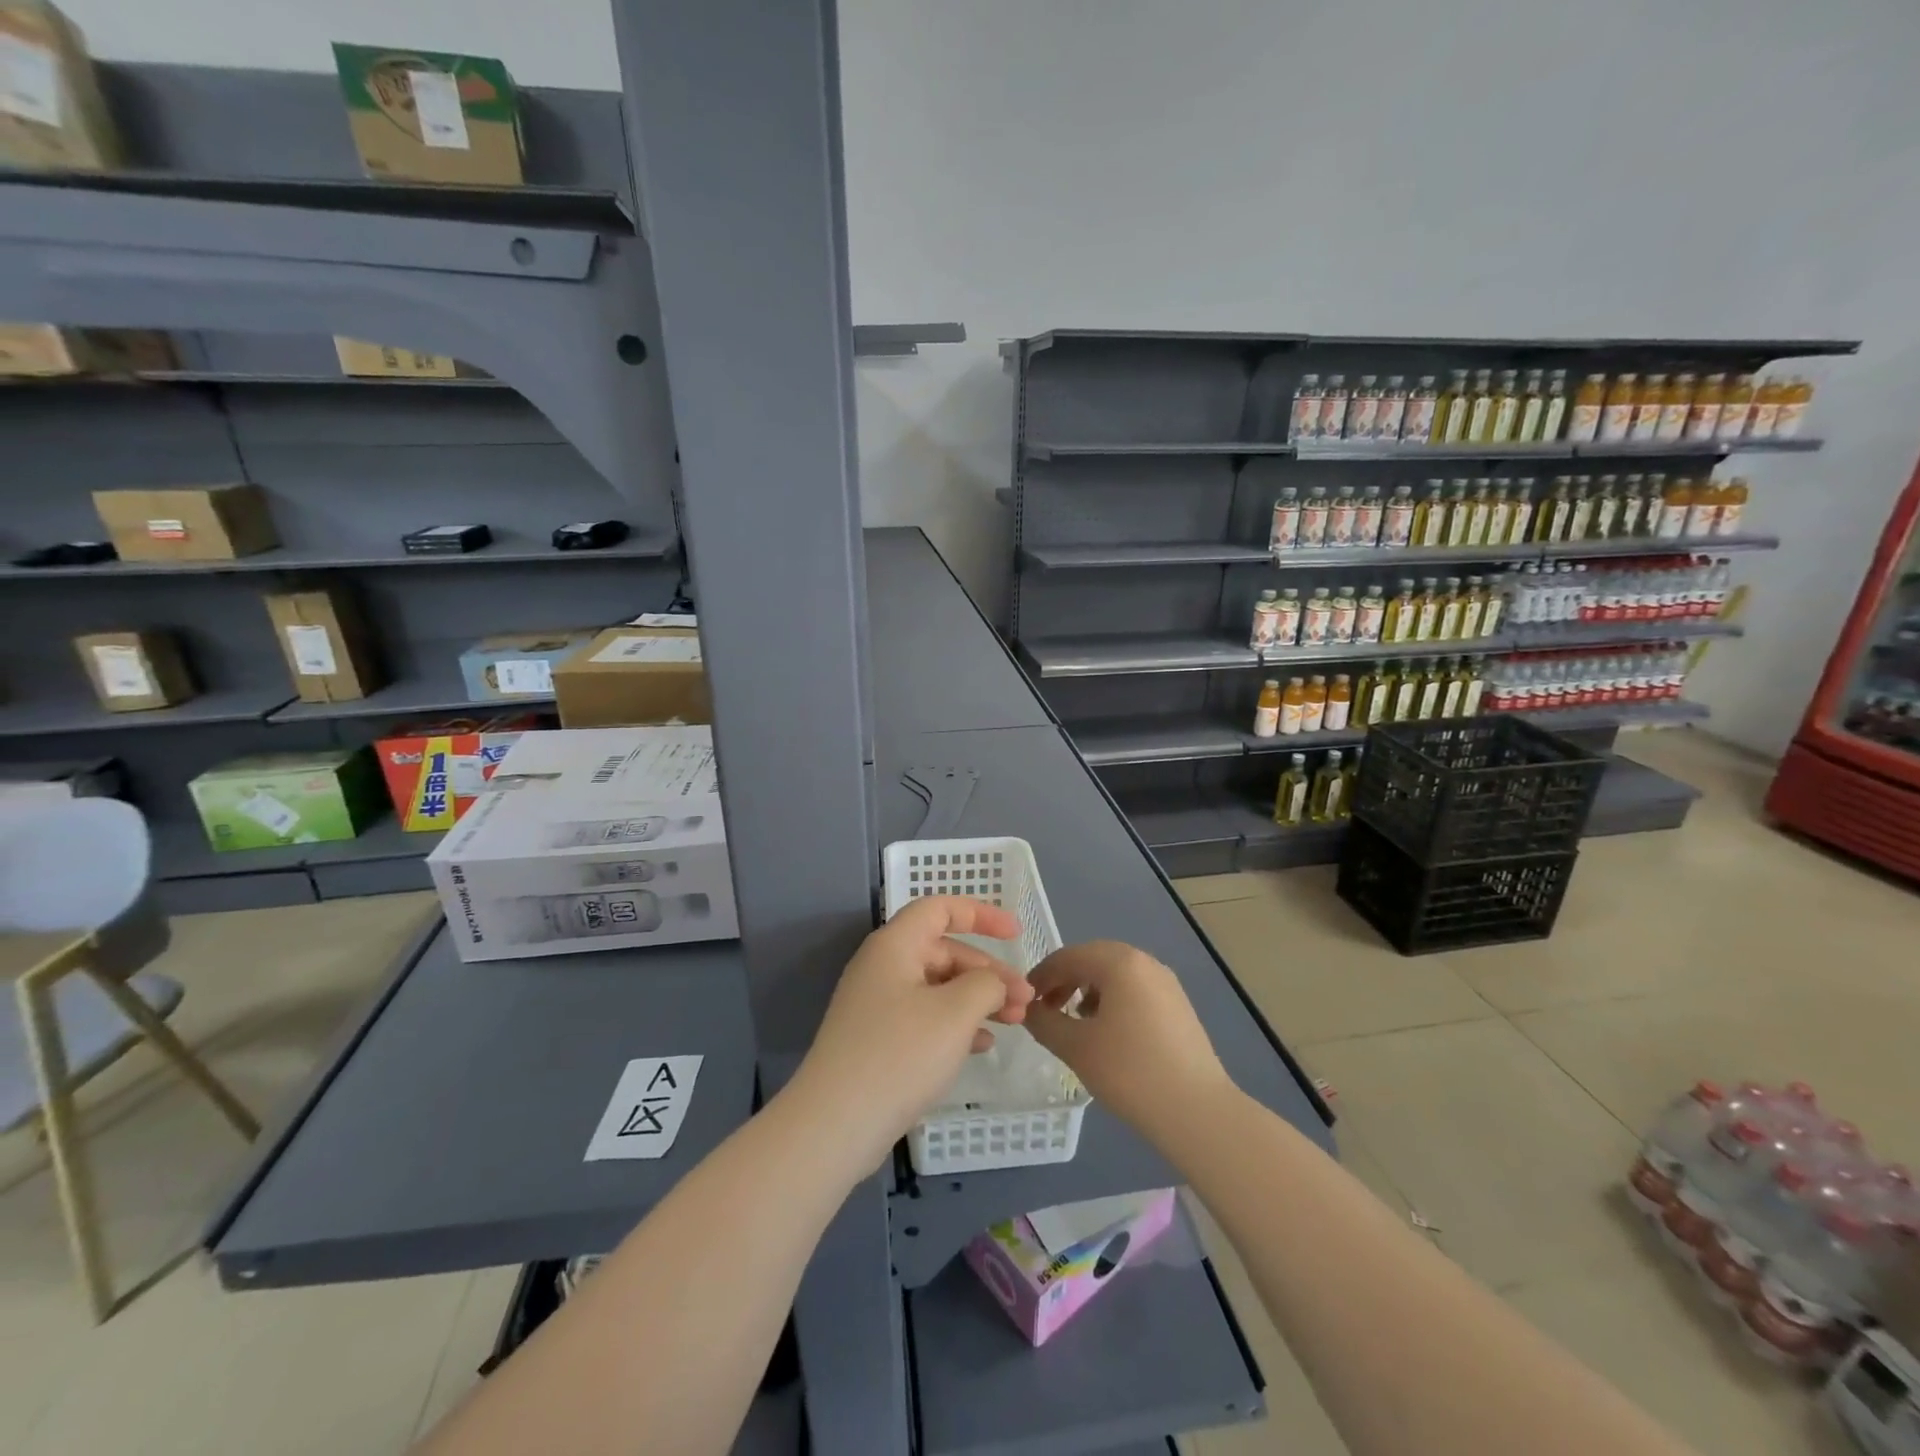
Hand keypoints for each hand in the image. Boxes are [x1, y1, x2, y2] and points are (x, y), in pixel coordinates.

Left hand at [784, 896, 1035, 1174]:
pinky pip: (926, 1017)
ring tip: (1015, 1021)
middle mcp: (883, 967)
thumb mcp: (955, 1013)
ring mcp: (878, 1005)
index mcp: (895, 945)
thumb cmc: (899, 1054)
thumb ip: (985, 985)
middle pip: (944, 951)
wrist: (835, 1124)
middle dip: (988, 971)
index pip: (940, 909)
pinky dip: (957, 1024)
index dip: (981, 914)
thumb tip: (992, 982)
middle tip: (1025, 999)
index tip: (1016, 933)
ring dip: (978, 999)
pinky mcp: (879, 1040)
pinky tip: (983, 1045)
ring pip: (939, 988)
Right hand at [1025, 941, 1236, 1147]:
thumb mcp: (1075, 1047)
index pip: (1067, 957)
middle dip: (1065, 981)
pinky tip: (1107, 1032)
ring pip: (1115, 975)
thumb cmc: (1129, 1071)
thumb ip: (1044, 1022)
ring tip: (1075, 1022)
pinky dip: (1113, 1001)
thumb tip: (1028, 1010)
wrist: (1197, 1111)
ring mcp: (1166, 982)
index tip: (1024, 1000)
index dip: (1041, 976)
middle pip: (1092, 960)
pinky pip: (1135, 990)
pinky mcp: (1178, 1005)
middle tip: (1046, 1009)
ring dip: (1088, 990)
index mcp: (1119, 962)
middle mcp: (1144, 961)